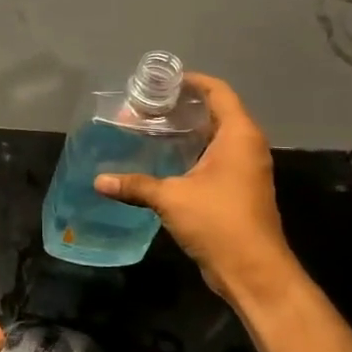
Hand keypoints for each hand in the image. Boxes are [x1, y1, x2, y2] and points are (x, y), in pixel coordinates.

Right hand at [93, 72, 295, 305]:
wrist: (253, 270)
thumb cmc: (218, 222)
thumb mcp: (171, 198)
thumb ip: (135, 185)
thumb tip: (98, 180)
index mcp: (238, 136)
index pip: (218, 92)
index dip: (192, 82)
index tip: (162, 81)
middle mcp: (246, 146)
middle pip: (216, 112)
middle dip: (183, 106)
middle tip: (147, 105)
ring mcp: (245, 169)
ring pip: (215, 137)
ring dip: (186, 131)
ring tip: (150, 128)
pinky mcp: (238, 189)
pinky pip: (214, 158)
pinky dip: (191, 152)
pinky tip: (163, 159)